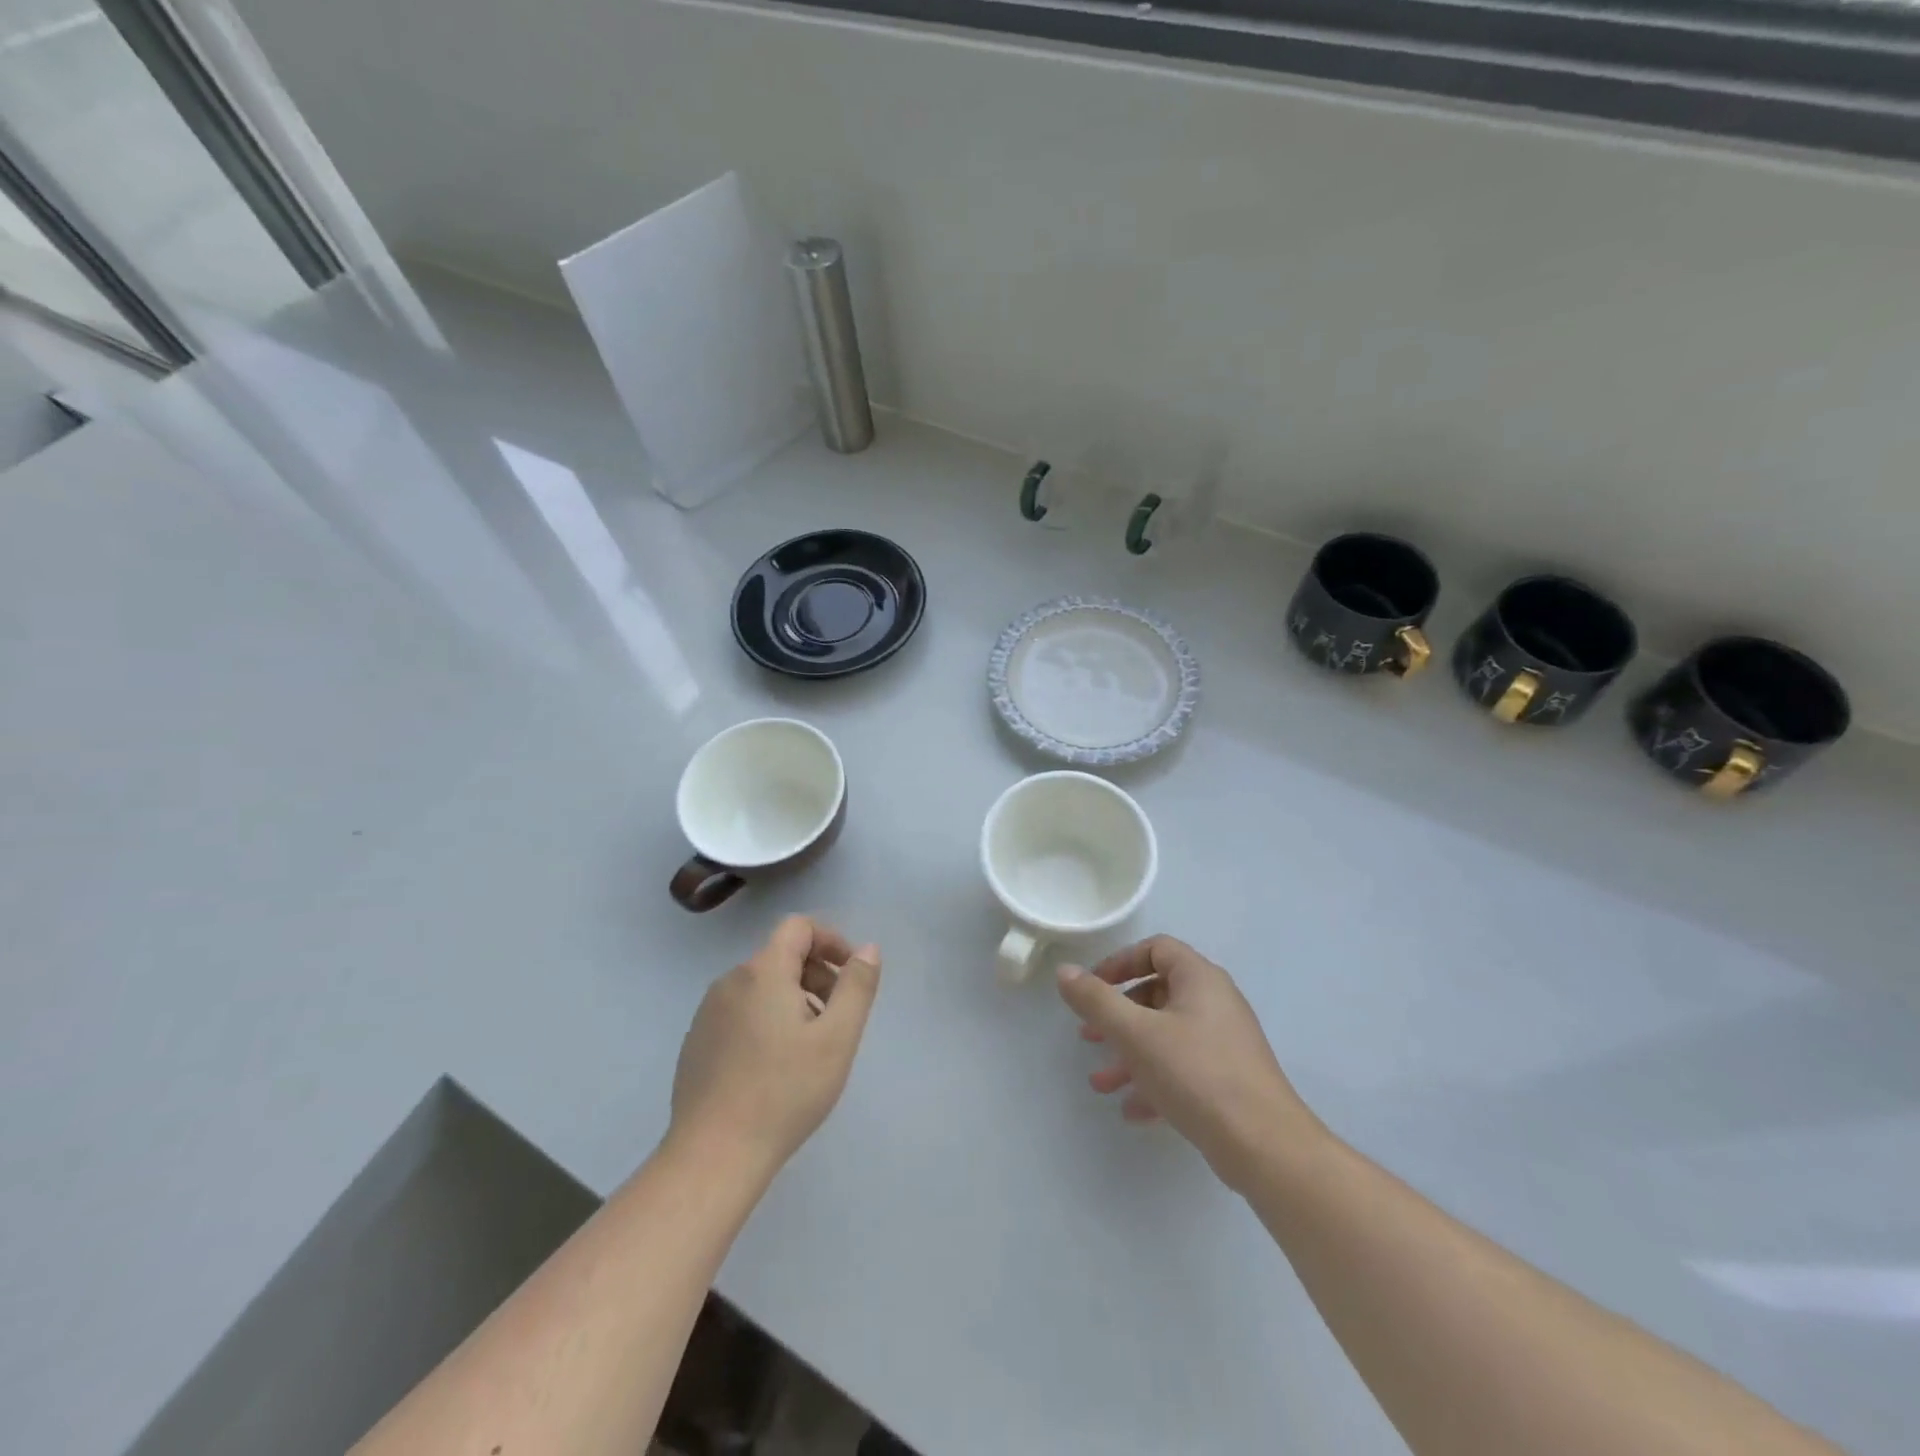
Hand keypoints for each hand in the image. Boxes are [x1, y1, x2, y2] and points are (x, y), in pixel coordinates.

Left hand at [670, 916, 880, 1179]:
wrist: (713, 1155)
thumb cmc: (784, 1091)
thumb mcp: (837, 1038)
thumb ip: (856, 986)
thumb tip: (867, 949)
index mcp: (763, 971)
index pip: (799, 927)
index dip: (831, 941)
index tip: (850, 975)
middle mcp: (730, 981)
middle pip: (781, 956)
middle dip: (816, 975)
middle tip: (838, 1018)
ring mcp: (708, 1013)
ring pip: (761, 987)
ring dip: (793, 1000)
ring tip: (810, 1047)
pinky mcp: (696, 1043)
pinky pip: (740, 1013)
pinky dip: (766, 1020)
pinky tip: (775, 1068)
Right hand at [1057, 936, 1322, 1192]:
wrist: (1264, 1146)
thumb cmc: (1196, 1074)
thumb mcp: (1136, 1033)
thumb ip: (1097, 1000)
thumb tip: (1064, 971)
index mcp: (1199, 979)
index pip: (1157, 949)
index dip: (1120, 962)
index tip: (1093, 987)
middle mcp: (1215, 1002)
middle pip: (1157, 994)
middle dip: (1117, 1016)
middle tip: (1089, 1037)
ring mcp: (1225, 1043)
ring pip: (1166, 1036)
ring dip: (1130, 1055)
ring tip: (1101, 1083)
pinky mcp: (1229, 1079)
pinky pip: (1183, 1068)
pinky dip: (1154, 1080)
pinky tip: (1132, 1109)